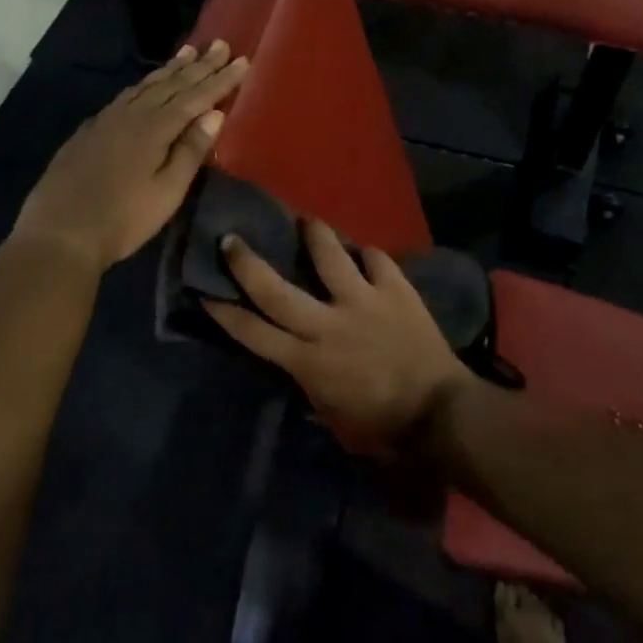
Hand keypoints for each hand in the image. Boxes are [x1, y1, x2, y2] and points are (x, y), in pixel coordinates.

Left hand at [14, 41, 248, 270]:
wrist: (60, 233)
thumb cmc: (123, 219)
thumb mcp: (167, 192)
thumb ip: (190, 151)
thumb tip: (213, 114)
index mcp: (154, 129)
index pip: (195, 97)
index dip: (220, 79)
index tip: (242, 60)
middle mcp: (131, 115)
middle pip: (171, 84)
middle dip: (199, 65)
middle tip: (220, 44)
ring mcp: (106, 120)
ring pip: (145, 86)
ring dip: (170, 69)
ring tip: (188, 52)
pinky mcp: (89, 132)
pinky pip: (125, 96)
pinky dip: (144, 84)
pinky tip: (145, 85)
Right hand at [203, 221, 475, 454]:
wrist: (437, 411)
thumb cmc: (380, 422)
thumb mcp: (329, 409)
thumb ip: (306, 376)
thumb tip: (293, 353)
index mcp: (307, 360)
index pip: (254, 333)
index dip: (226, 312)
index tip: (206, 291)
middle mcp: (326, 325)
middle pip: (275, 290)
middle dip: (247, 263)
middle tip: (231, 239)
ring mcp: (362, 302)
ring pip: (330, 259)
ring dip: (315, 237)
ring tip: (307, 221)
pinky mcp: (394, 291)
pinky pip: (377, 260)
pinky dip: (368, 254)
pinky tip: (364, 252)